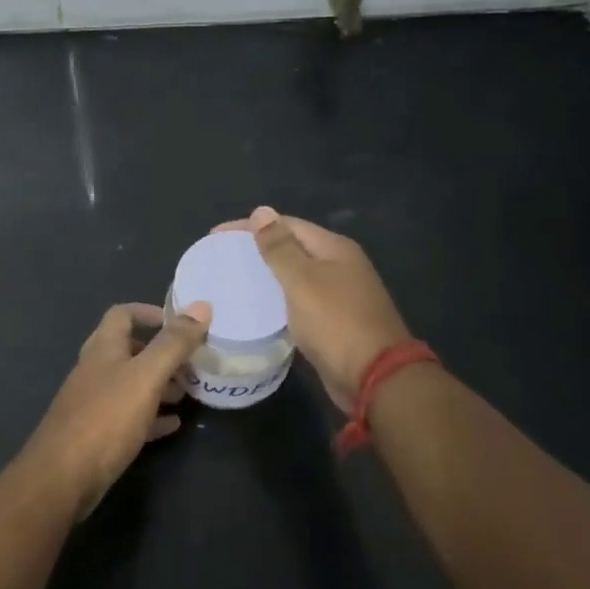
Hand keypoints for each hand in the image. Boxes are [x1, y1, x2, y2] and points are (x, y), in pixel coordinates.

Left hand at [17, 300, 211, 518]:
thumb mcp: (146, 376)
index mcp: (103, 348)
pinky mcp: (97, 434)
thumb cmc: (106, 418)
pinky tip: (172, 425)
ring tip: (187, 394)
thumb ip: (174, 343)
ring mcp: (93, 403)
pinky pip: (129, 417)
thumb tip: (201, 305)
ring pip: (131, 384)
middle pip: (130, 350)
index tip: (180, 324)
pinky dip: (151, 416)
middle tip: (192, 366)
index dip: (150, 312)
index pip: (123, 314)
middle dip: (162, 354)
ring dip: (159, 385)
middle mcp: (95, 370)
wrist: (63, 477)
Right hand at [215, 206, 412, 411]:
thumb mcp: (302, 281)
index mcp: (334, 249)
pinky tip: (257, 310)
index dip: (250, 226)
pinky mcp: (334, 321)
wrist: (374, 377)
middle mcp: (340, 266)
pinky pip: (299, 301)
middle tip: (221, 260)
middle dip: (257, 249)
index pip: (286, 224)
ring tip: (232, 282)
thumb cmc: (335, 322)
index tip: (215, 237)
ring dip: (267, 277)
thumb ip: (280, 248)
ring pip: (295, 277)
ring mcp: (339, 294)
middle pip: (292, 248)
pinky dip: (278, 301)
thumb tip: (261, 211)